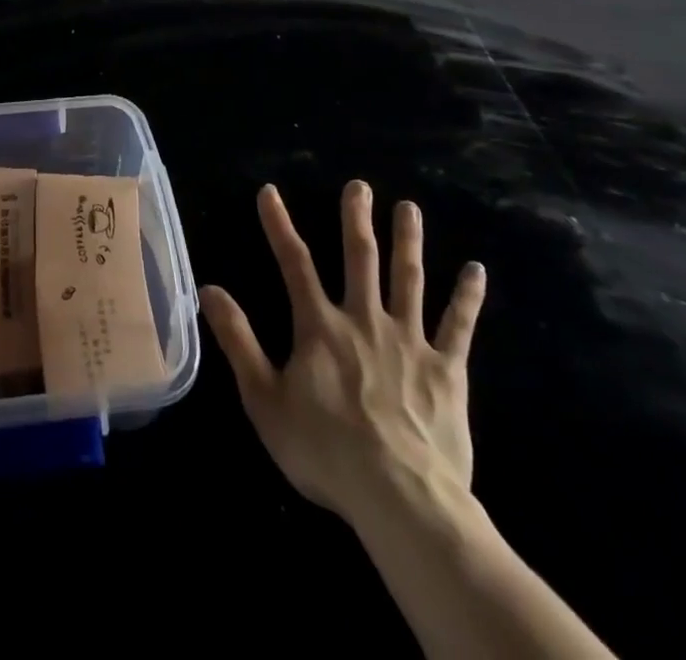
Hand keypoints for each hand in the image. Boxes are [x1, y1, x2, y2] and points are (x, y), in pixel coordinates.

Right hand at [202, 183, 485, 530]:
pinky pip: (458, 326)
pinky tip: (476, 271)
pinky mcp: (447, 370)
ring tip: (409, 208)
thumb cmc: (325, 451)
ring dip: (408, 241)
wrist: (402, 499)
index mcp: (320, 326)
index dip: (279, 225)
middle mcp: (364, 320)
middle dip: (357, 219)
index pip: (294, 263)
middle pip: (361, 258)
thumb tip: (209, 289)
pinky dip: (467, 297)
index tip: (270, 192)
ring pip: (409, 279)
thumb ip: (238, 341)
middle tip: (360, 186)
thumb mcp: (264, 399)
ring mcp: (409, 341)